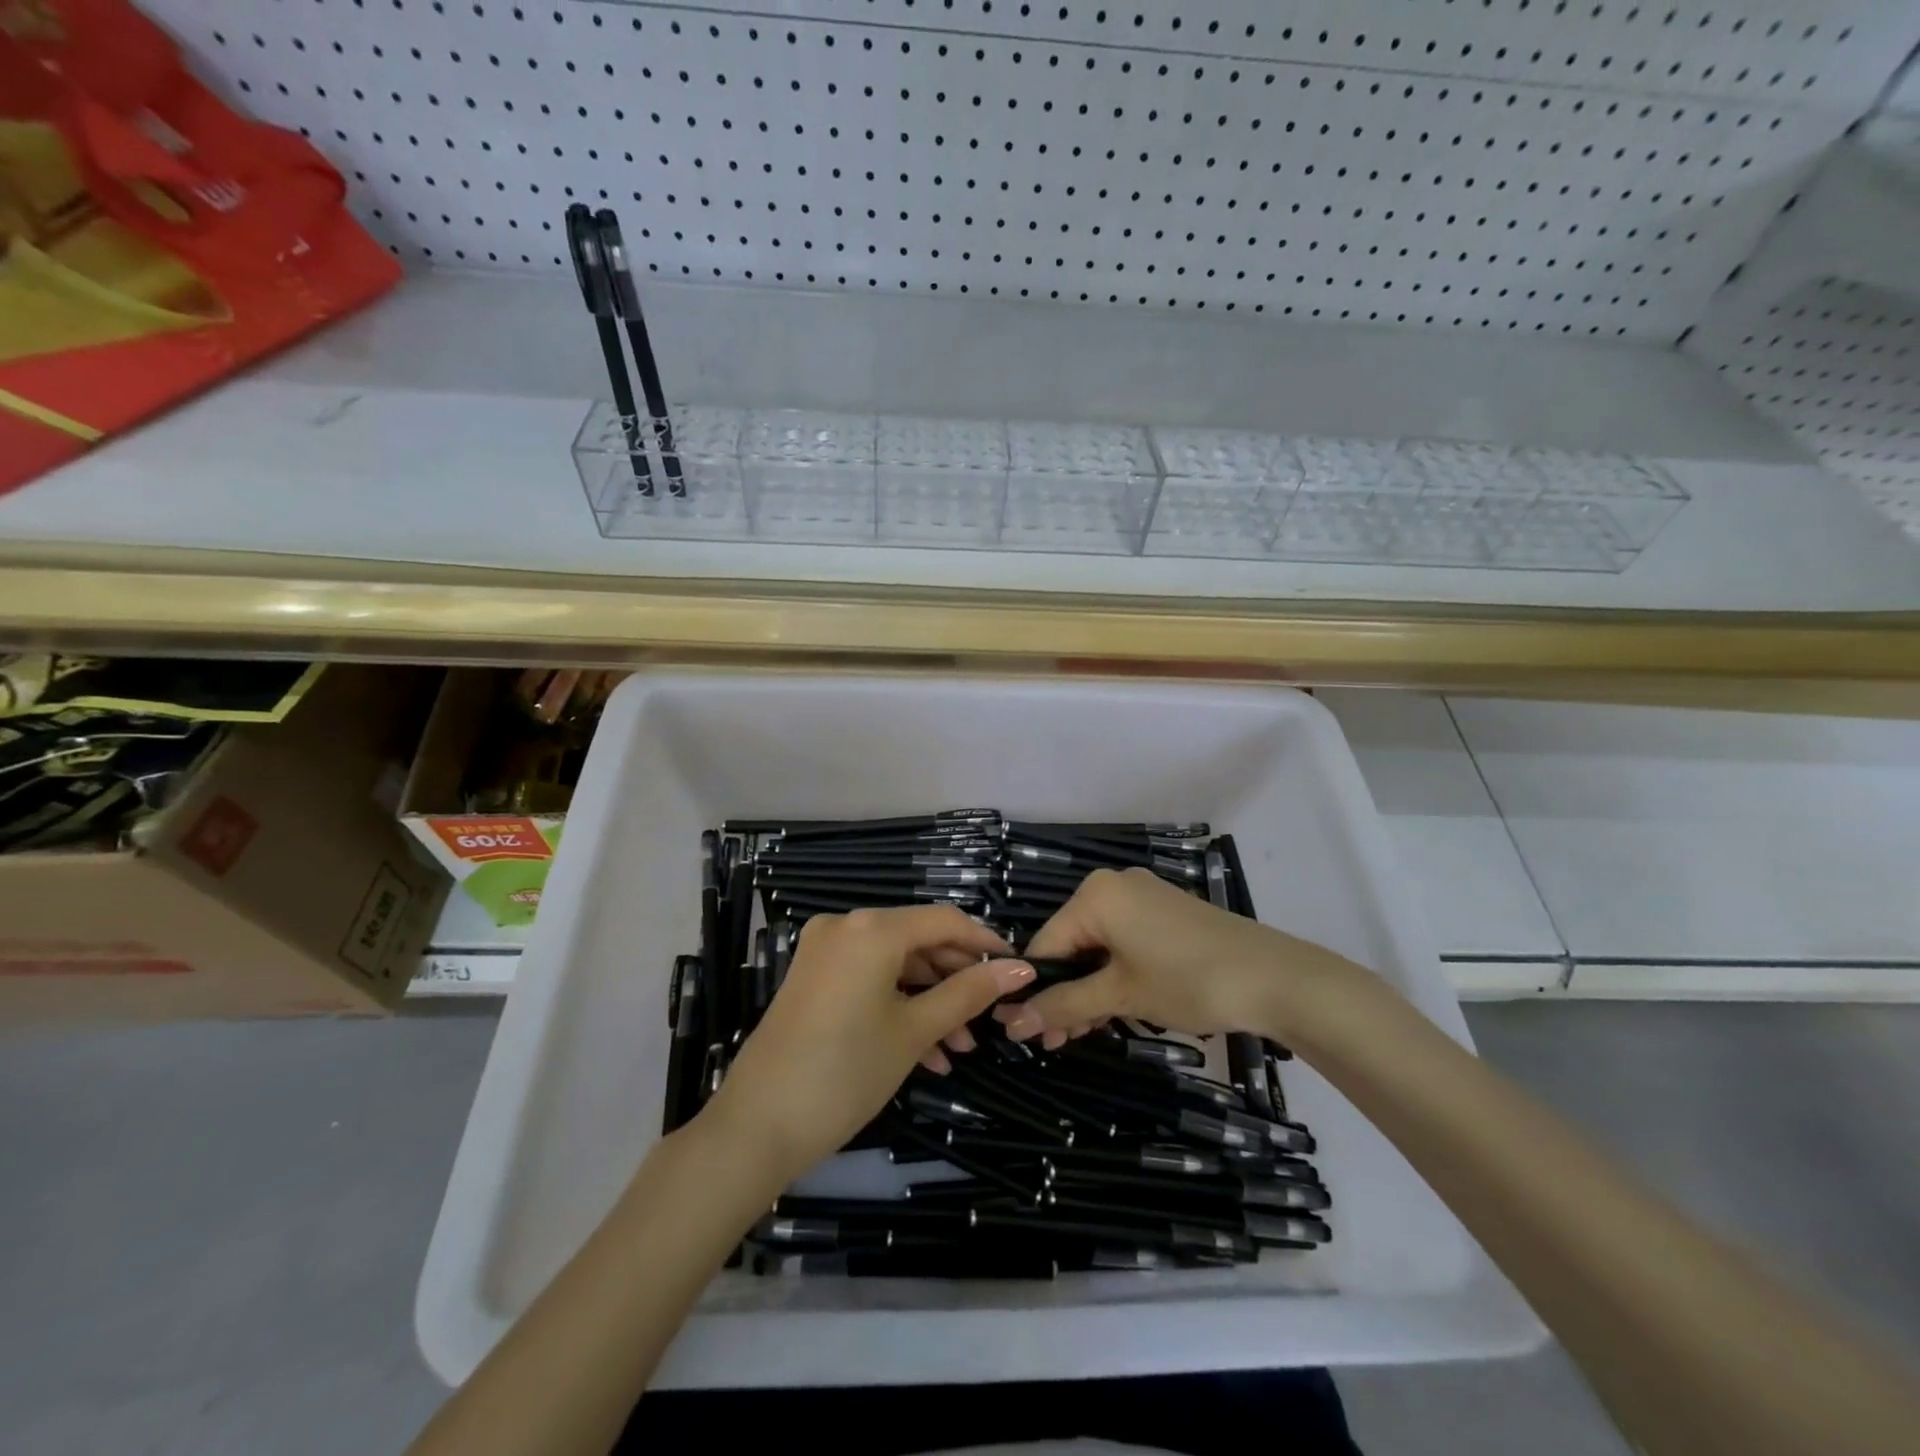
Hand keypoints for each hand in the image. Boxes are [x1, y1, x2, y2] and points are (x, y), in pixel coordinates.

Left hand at [699, 905, 1034, 1183]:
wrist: (757, 1126)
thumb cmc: (846, 1072)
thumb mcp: (914, 1031)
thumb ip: (968, 993)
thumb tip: (1020, 970)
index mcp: (872, 928)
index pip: (944, 920)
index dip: (984, 943)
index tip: (1017, 970)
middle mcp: (846, 926)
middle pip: (918, 940)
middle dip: (956, 980)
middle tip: (987, 1020)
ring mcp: (824, 951)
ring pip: (894, 964)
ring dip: (930, 1000)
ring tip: (959, 1047)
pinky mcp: (812, 977)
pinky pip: (868, 978)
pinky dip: (898, 1005)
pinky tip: (926, 1051)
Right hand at [993, 867, 1344, 1047]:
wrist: (1276, 978)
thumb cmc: (1188, 980)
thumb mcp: (1120, 995)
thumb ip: (1064, 1005)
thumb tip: (1011, 1022)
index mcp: (1094, 895)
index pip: (1045, 944)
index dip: (1033, 990)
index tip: (1026, 1034)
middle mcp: (1114, 886)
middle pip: (1071, 945)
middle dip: (1063, 994)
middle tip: (1057, 1042)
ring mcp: (1143, 898)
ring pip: (1098, 947)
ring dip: (1088, 991)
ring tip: (1083, 1034)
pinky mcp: (1165, 914)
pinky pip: (1123, 942)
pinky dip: (1114, 975)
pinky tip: (1112, 1010)